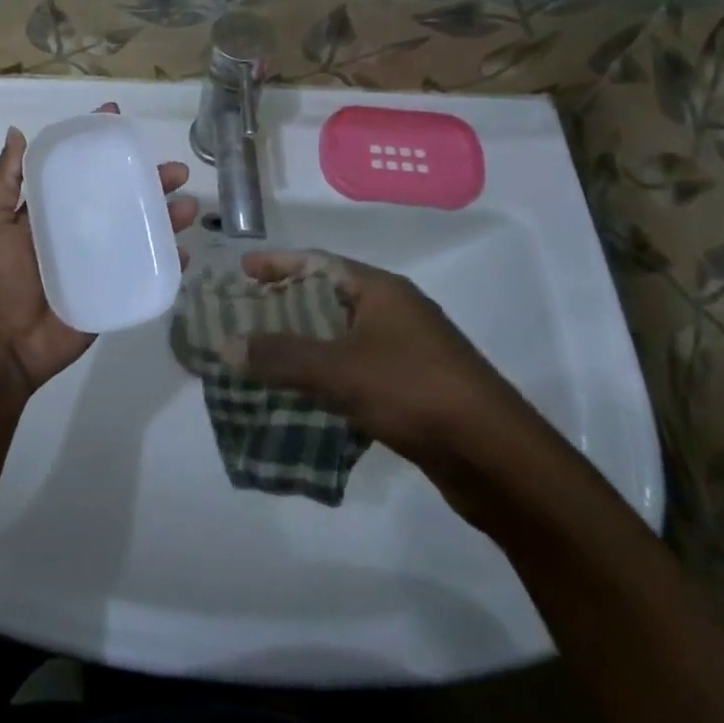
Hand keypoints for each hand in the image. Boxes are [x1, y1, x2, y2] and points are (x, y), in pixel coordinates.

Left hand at [0, 105, 197, 393]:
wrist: (4, 343)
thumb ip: (3, 181)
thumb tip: (16, 132)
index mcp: (51, 208)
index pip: (80, 167)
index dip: (98, 143)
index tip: (118, 119)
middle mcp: (80, 226)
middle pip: (120, 194)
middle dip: (149, 179)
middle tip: (175, 171)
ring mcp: (99, 258)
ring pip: (139, 228)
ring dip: (166, 215)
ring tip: (188, 207)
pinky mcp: (113, 288)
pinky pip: (144, 269)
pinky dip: (167, 259)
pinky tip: (183, 251)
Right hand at [228, 250, 529, 472]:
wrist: (499, 460)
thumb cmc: (416, 393)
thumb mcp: (340, 370)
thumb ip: (280, 356)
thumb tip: (224, 344)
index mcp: (381, 290)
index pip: (318, 263)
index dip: (278, 263)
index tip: (241, 269)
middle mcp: (395, 312)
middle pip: (328, 297)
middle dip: (285, 304)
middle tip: (244, 313)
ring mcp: (406, 351)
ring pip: (341, 336)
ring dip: (303, 343)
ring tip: (262, 352)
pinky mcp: (412, 388)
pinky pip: (355, 369)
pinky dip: (325, 374)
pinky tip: (301, 393)